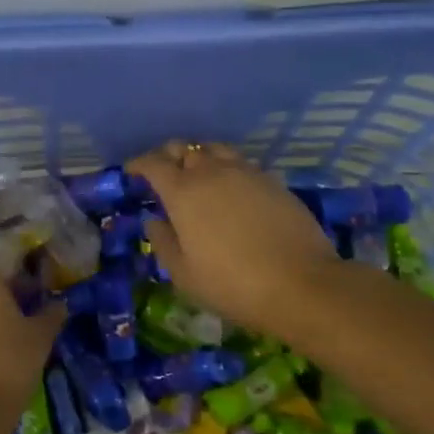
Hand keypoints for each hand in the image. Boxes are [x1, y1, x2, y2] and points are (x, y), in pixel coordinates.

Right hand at [129, 141, 342, 342]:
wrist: (302, 285)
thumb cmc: (232, 284)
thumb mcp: (183, 274)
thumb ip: (163, 242)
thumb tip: (154, 220)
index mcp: (183, 192)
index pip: (153, 164)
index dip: (139, 164)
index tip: (132, 172)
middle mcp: (212, 172)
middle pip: (185, 148)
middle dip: (168, 156)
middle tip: (163, 172)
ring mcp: (246, 173)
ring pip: (216, 149)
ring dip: (200, 156)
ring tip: (198, 174)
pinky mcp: (273, 182)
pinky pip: (242, 163)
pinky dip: (228, 168)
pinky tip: (231, 189)